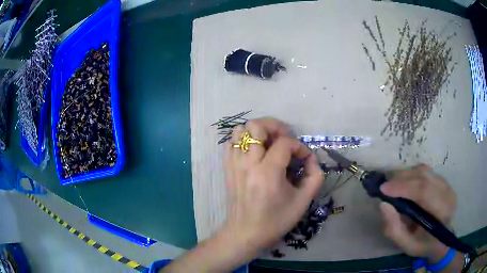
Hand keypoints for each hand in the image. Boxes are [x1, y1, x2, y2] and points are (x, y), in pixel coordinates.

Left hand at [223, 117, 324, 252]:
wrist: (245, 234)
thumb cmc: (275, 221)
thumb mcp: (303, 202)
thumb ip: (315, 177)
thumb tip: (312, 159)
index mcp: (268, 173)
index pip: (284, 143)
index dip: (299, 146)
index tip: (305, 158)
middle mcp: (248, 164)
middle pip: (256, 125)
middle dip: (275, 126)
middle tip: (285, 138)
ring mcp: (234, 164)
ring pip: (240, 130)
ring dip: (257, 132)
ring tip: (269, 144)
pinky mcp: (227, 168)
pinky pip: (232, 143)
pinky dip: (244, 141)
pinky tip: (255, 153)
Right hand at [379, 164, 456, 260]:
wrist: (443, 240)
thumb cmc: (424, 245)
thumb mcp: (407, 245)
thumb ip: (394, 229)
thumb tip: (384, 205)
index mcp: (442, 212)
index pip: (423, 192)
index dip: (403, 187)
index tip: (383, 189)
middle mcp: (447, 192)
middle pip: (423, 176)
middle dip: (401, 179)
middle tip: (384, 186)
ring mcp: (446, 184)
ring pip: (424, 171)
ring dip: (406, 175)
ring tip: (393, 184)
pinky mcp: (443, 180)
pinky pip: (425, 172)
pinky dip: (412, 175)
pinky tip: (404, 183)